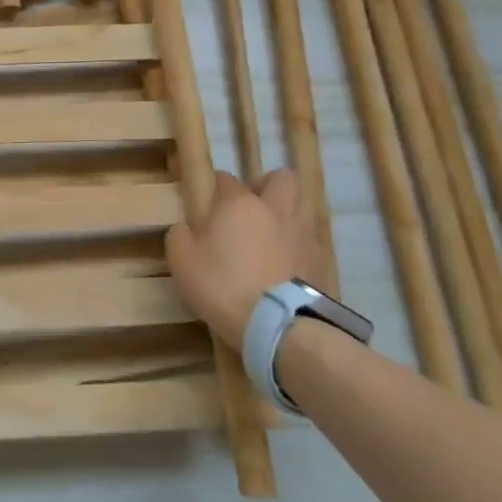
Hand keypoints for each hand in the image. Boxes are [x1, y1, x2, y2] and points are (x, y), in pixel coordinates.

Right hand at [165, 169, 318, 347]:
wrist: (276, 323)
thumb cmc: (222, 284)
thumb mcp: (182, 260)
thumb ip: (181, 235)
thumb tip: (187, 227)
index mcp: (239, 203)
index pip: (226, 179)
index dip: (216, 188)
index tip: (208, 203)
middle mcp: (274, 208)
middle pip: (281, 178)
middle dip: (266, 185)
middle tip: (251, 206)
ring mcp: (302, 232)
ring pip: (301, 203)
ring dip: (287, 210)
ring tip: (271, 231)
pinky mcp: (320, 258)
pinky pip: (310, 237)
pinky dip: (298, 241)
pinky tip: (286, 259)